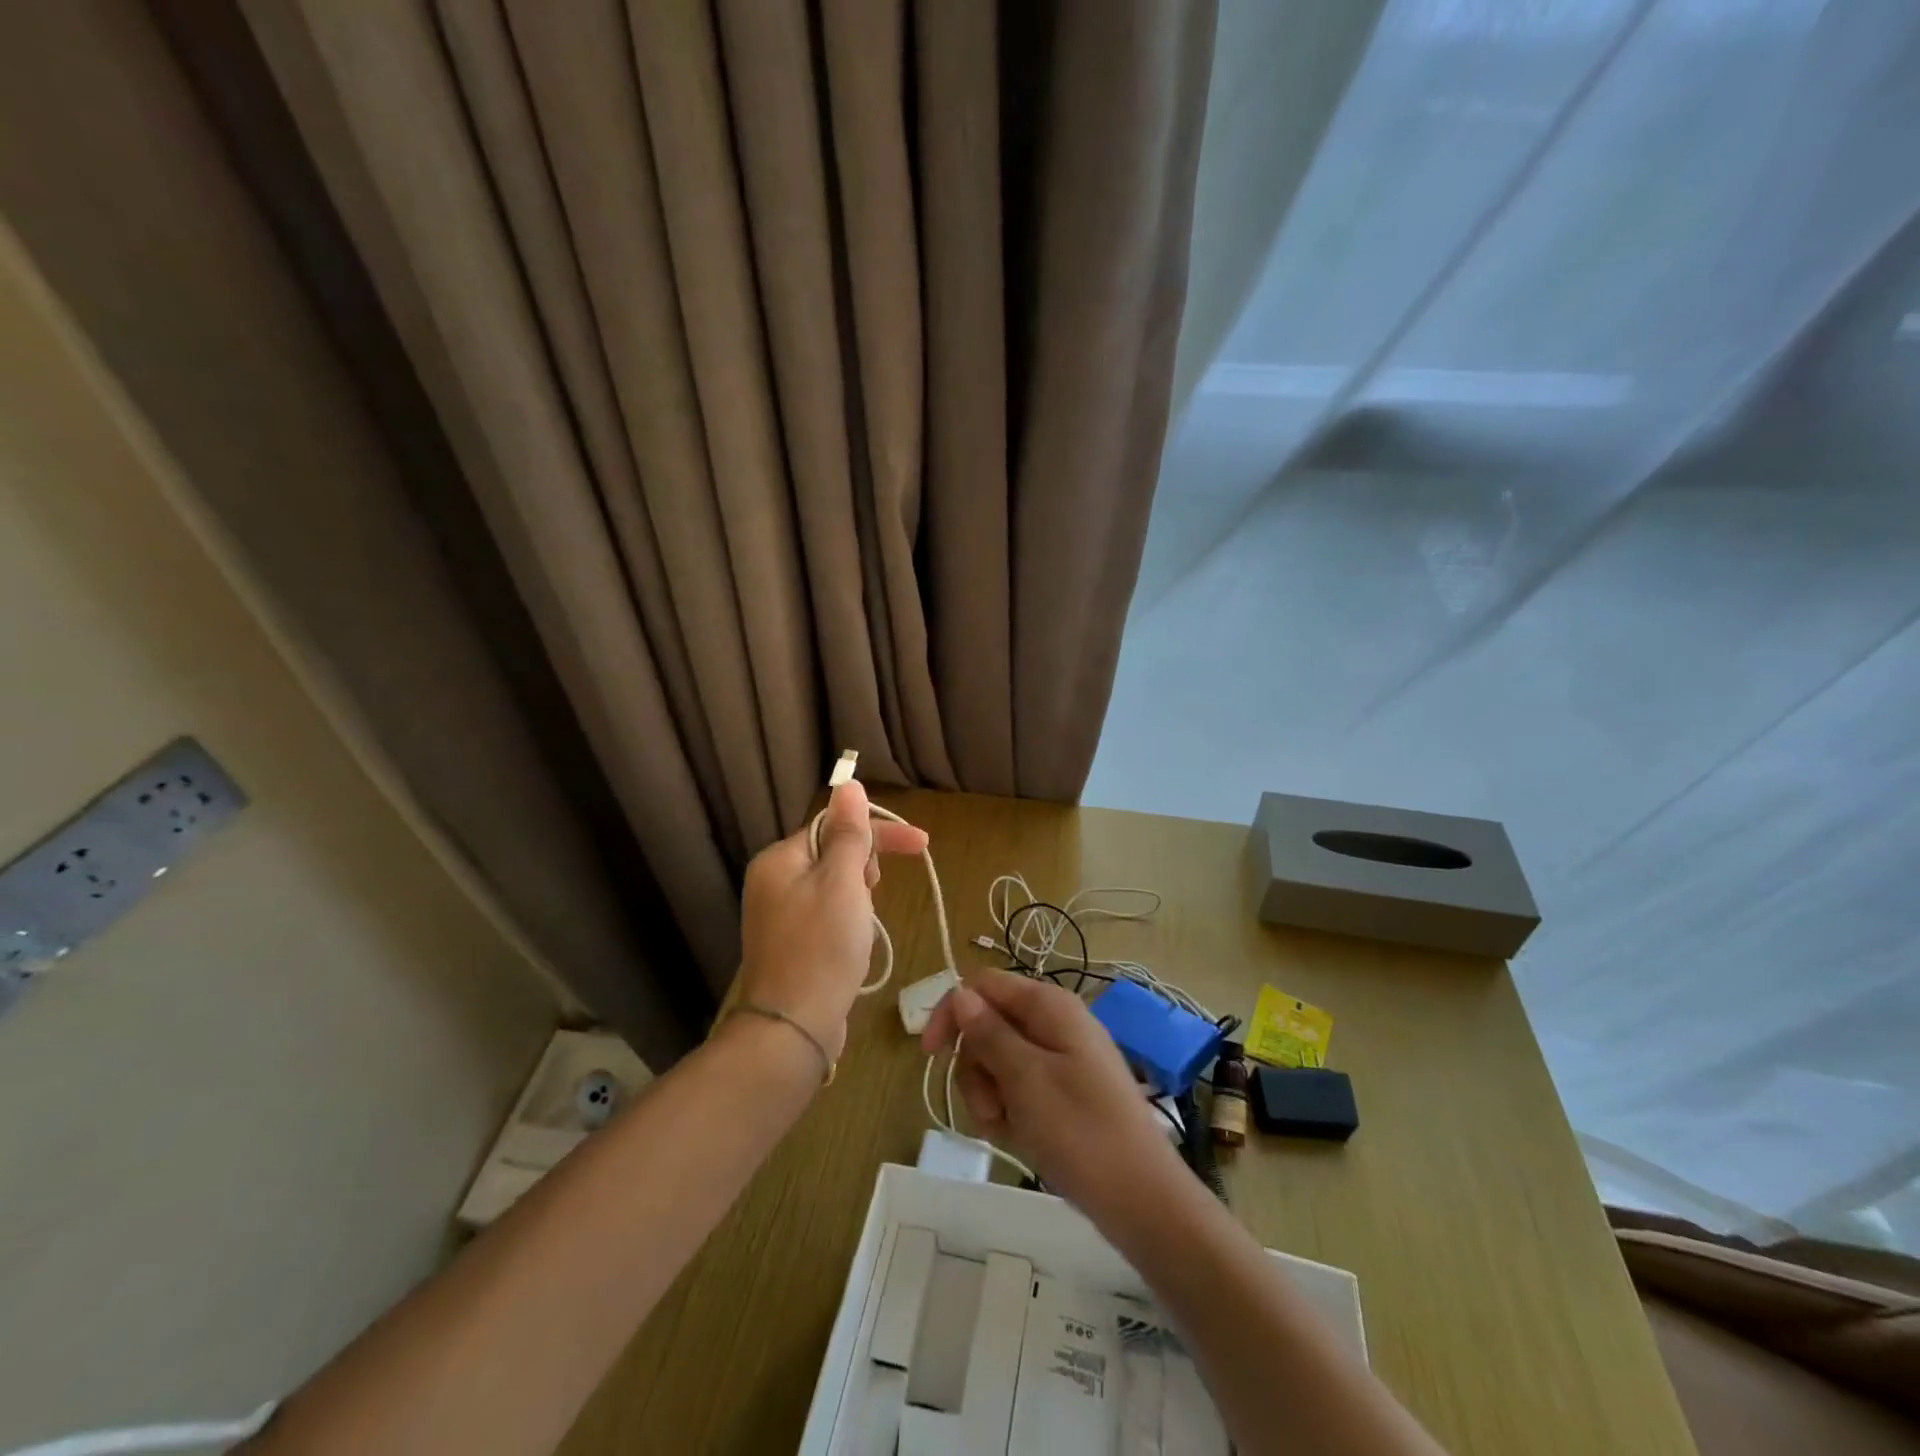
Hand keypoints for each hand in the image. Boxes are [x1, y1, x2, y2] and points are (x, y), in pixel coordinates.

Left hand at [736, 780, 928, 1062]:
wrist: (793, 1029)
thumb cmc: (822, 948)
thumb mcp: (843, 882)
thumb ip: (848, 833)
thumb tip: (848, 783)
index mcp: (779, 859)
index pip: (835, 826)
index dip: (879, 832)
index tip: (922, 843)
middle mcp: (772, 882)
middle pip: (832, 853)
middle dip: (865, 867)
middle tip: (874, 893)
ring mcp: (779, 916)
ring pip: (834, 886)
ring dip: (860, 896)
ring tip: (865, 925)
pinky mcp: (790, 945)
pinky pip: (827, 914)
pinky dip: (848, 920)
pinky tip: (856, 943)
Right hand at [921, 972, 1184, 1217]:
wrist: (1141, 1200)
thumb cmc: (1081, 1131)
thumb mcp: (1025, 1079)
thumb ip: (989, 1033)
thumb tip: (961, 994)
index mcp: (1048, 1006)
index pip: (983, 986)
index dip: (952, 1012)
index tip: (930, 1055)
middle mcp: (1053, 1024)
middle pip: (987, 1026)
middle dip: (975, 1068)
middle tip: (990, 1107)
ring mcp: (1059, 1060)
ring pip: (997, 1062)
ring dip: (989, 1096)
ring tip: (1007, 1129)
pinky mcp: (1062, 1093)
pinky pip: (1018, 1090)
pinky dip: (1009, 1112)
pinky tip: (1020, 1138)